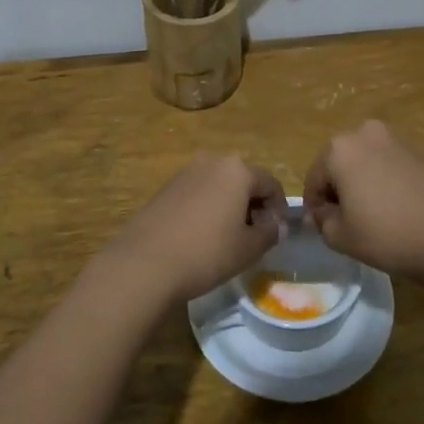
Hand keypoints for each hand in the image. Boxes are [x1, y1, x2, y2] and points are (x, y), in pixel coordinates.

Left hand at [95, 154, 286, 305]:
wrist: (145, 262)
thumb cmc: (206, 252)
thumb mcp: (248, 248)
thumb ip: (269, 233)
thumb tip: (276, 225)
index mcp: (237, 169)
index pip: (271, 184)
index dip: (278, 210)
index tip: (275, 235)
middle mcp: (212, 161)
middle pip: (244, 180)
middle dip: (253, 205)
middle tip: (253, 236)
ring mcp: (185, 171)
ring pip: (220, 185)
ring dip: (230, 205)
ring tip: (227, 237)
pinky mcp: (166, 187)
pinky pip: (198, 192)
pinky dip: (207, 207)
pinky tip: (201, 235)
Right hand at [304, 121, 423, 281]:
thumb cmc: (388, 235)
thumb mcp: (341, 237)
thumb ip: (322, 221)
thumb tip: (322, 213)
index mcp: (339, 148)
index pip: (313, 179)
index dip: (316, 207)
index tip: (325, 229)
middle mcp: (365, 133)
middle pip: (339, 165)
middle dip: (339, 191)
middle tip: (349, 223)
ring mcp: (397, 139)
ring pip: (366, 164)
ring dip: (363, 185)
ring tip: (376, 218)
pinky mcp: (421, 151)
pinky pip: (390, 167)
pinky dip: (387, 184)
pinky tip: (399, 211)